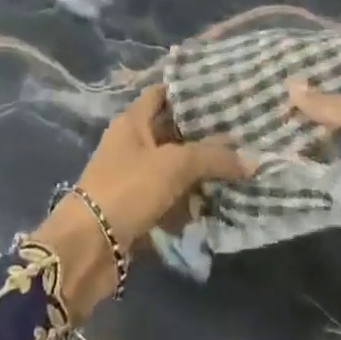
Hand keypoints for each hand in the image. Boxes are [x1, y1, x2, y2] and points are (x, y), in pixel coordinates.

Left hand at [74, 83, 244, 247]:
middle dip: (205, 137)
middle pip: (173, 133)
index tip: (223, 93)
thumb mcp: (174, 165)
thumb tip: (253, 159)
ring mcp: (133, 178)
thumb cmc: (128, 189)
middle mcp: (132, 144)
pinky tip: (217, 204)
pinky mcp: (138, 208)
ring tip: (240, 170)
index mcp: (132, 121)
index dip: (189, 92)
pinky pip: (170, 199)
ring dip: (201, 173)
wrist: (88, 248)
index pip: (162, 94)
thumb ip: (213, 157)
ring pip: (175, 168)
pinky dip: (190, 202)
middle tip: (243, 135)